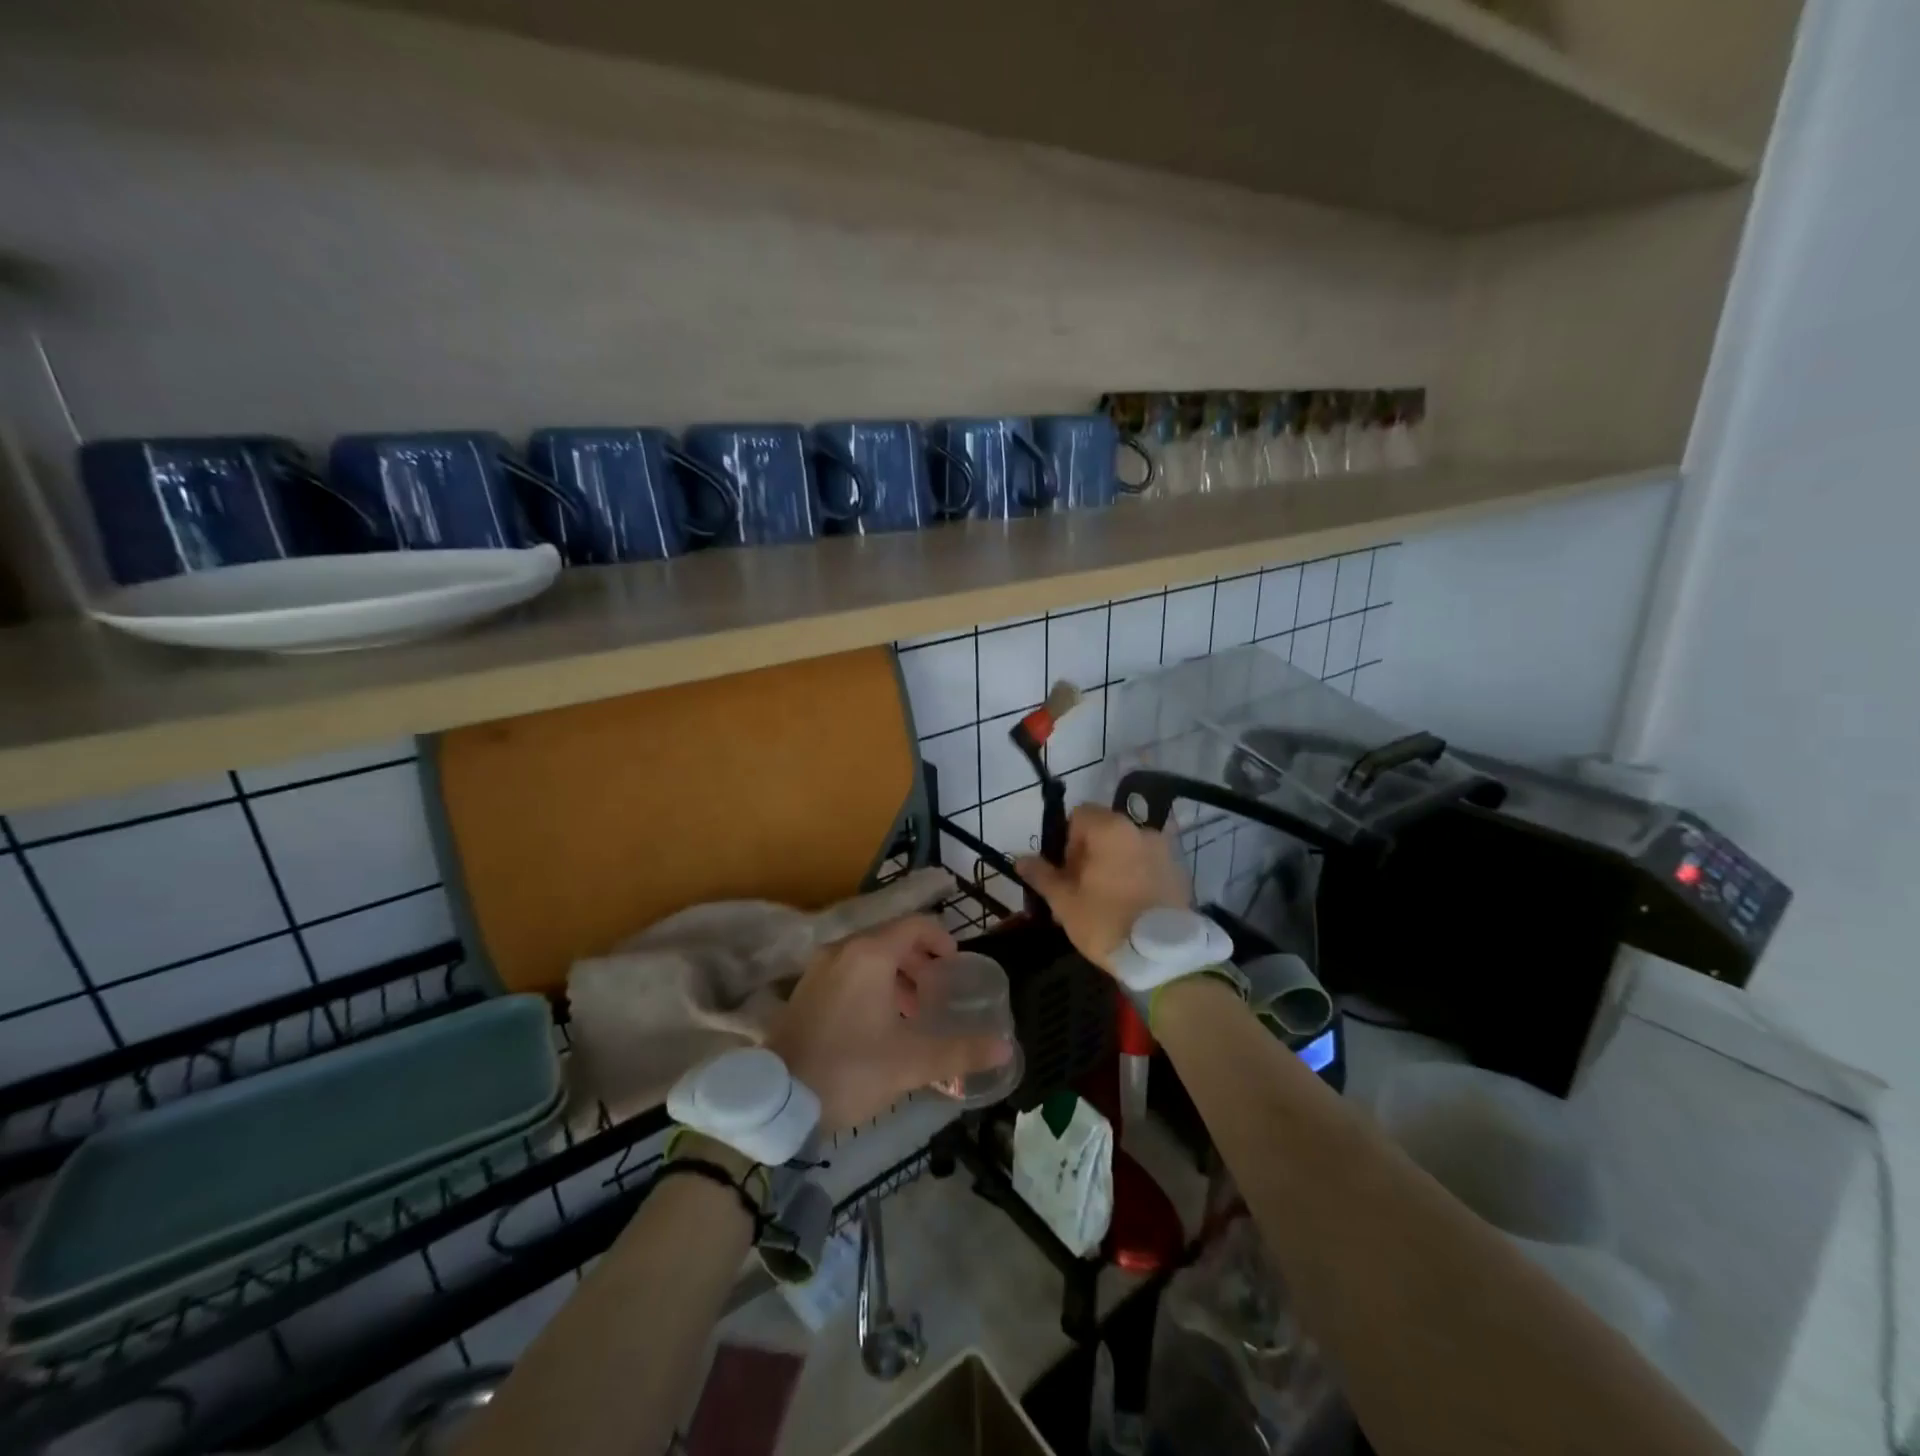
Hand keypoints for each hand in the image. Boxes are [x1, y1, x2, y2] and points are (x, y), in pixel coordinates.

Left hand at [764, 915, 1012, 1133]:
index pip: (916, 925)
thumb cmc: (850, 1069)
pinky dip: (870, 985)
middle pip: (891, 939)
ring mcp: (819, 968)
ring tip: (912, 1013)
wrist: (777, 1101)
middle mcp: (843, 950)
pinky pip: (847, 972)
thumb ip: (960, 1051)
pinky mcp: (804, 990)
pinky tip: (878, 1024)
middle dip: (920, 962)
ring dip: (895, 976)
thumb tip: (1005, 1049)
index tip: (957, 967)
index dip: (942, 940)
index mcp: (870, 954)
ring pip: (868, 957)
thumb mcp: (911, 1062)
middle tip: (938, 993)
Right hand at [1016, 806, 1190, 974]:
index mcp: (1111, 829)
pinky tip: (1130, 908)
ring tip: (1105, 902)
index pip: (1080, 815)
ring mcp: (1165, 851)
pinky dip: (1135, 877)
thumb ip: (1042, 875)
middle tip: (1080, 890)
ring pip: (1127, 849)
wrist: (1163, 958)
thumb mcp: (1064, 901)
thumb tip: (1021, 859)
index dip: (1066, 840)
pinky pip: (1148, 866)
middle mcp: (1141, 830)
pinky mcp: (1180, 874)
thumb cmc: (1106, 922)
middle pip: (1104, 831)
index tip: (1066, 872)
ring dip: (1112, 866)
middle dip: (1088, 855)